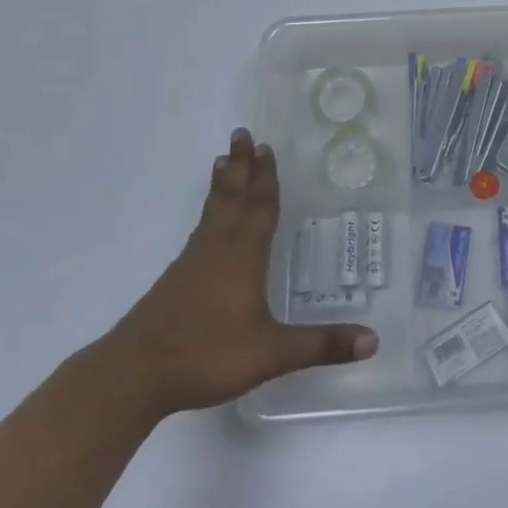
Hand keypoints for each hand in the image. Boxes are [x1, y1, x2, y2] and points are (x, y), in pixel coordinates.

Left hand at [109, 129, 377, 414]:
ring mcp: (193, 261)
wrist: (134, 374)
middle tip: (242, 133)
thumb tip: (373, 341)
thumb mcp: (270, 353)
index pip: (260, 206)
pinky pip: (201, 229)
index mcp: (243, 254)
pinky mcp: (176, 279)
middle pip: (232, 196)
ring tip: (224, 161)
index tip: (265, 146)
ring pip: (213, 210)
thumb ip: (320, 344)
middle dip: (241, 165)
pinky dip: (210, 211)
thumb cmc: (206, 354)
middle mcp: (218, 247)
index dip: (266, 177)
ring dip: (223, 184)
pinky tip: (209, 222)